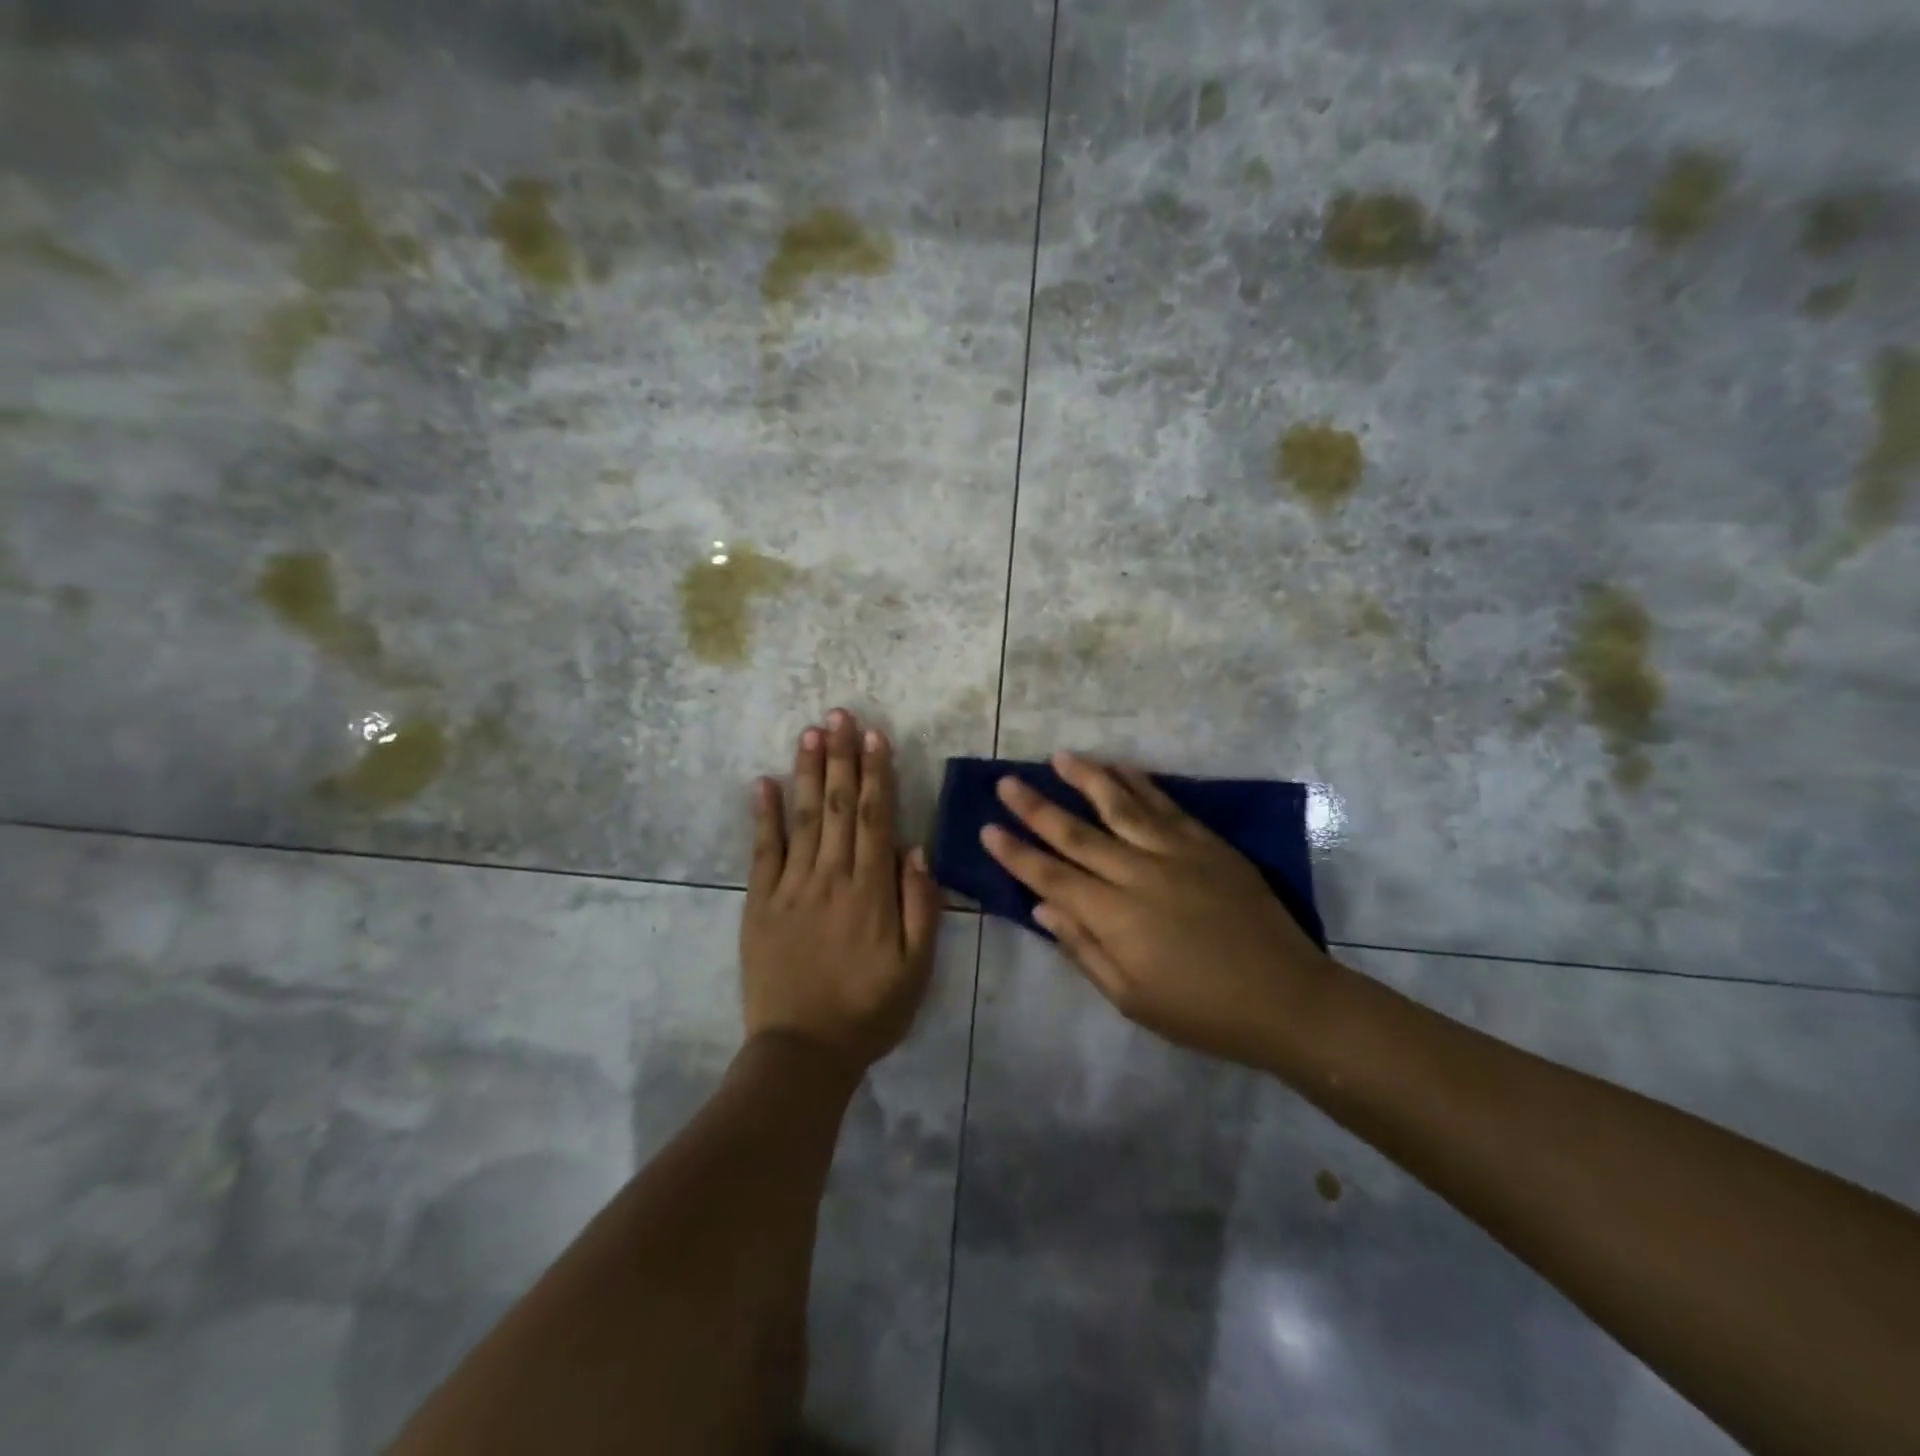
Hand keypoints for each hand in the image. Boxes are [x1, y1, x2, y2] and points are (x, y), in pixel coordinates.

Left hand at [741, 709, 941, 1072]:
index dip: (876, 773)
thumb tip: (917, 848)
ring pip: (801, 818)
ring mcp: (791, 888)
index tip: (875, 735)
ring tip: (810, 732)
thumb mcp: (917, 968)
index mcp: (871, 891)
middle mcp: (831, 877)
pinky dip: (762, 815)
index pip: (874, 818)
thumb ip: (920, 906)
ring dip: (806, 772)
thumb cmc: (869, 1011)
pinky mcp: (760, 904)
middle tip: (839, 714)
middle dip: (841, 757)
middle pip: (837, 806)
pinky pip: (762, 852)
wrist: (802, 1052)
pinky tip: (762, 782)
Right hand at [981, 752, 1337, 1068]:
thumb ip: (1083, 949)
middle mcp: (1138, 874)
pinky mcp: (1208, 845)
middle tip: (1007, 781)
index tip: (987, 829)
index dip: (1016, 853)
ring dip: (1086, 779)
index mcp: (1115, 917)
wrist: (1286, 997)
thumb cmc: (1201, 1011)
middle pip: (1076, 833)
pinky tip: (1121, 768)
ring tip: (1059, 757)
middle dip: (1036, 807)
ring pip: (1121, 805)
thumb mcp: (1131, 998)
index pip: (1051, 876)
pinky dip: (1140, 783)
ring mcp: (1176, 853)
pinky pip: (1166, 805)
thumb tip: (1041, 909)